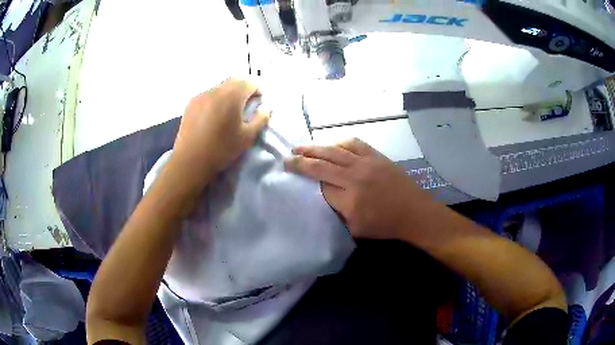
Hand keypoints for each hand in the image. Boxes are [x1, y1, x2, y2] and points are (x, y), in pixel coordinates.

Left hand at [171, 78, 269, 187]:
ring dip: (229, 93)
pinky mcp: (191, 102)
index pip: (250, 81)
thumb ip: (261, 118)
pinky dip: (216, 99)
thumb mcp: (247, 137)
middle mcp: (216, 89)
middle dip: (244, 88)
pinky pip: (208, 94)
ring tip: (228, 111)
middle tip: (245, 106)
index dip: (258, 90)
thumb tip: (266, 107)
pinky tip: (213, 115)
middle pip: (235, 80)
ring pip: (221, 86)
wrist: (190, 161)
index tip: (259, 103)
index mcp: (232, 96)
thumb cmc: (221, 149)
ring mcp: (201, 95)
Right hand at [285, 138, 428, 239]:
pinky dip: (338, 142)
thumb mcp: (356, 229)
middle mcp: (354, 178)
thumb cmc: (385, 225)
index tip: (293, 176)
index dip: (306, 181)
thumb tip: (324, 194)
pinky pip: (353, 143)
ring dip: (315, 147)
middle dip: (301, 161)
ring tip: (301, 147)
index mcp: (349, 200)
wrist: (414, 212)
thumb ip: (337, 212)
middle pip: (321, 165)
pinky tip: (330, 144)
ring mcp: (366, 163)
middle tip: (286, 158)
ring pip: (334, 150)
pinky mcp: (376, 156)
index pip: (320, 186)